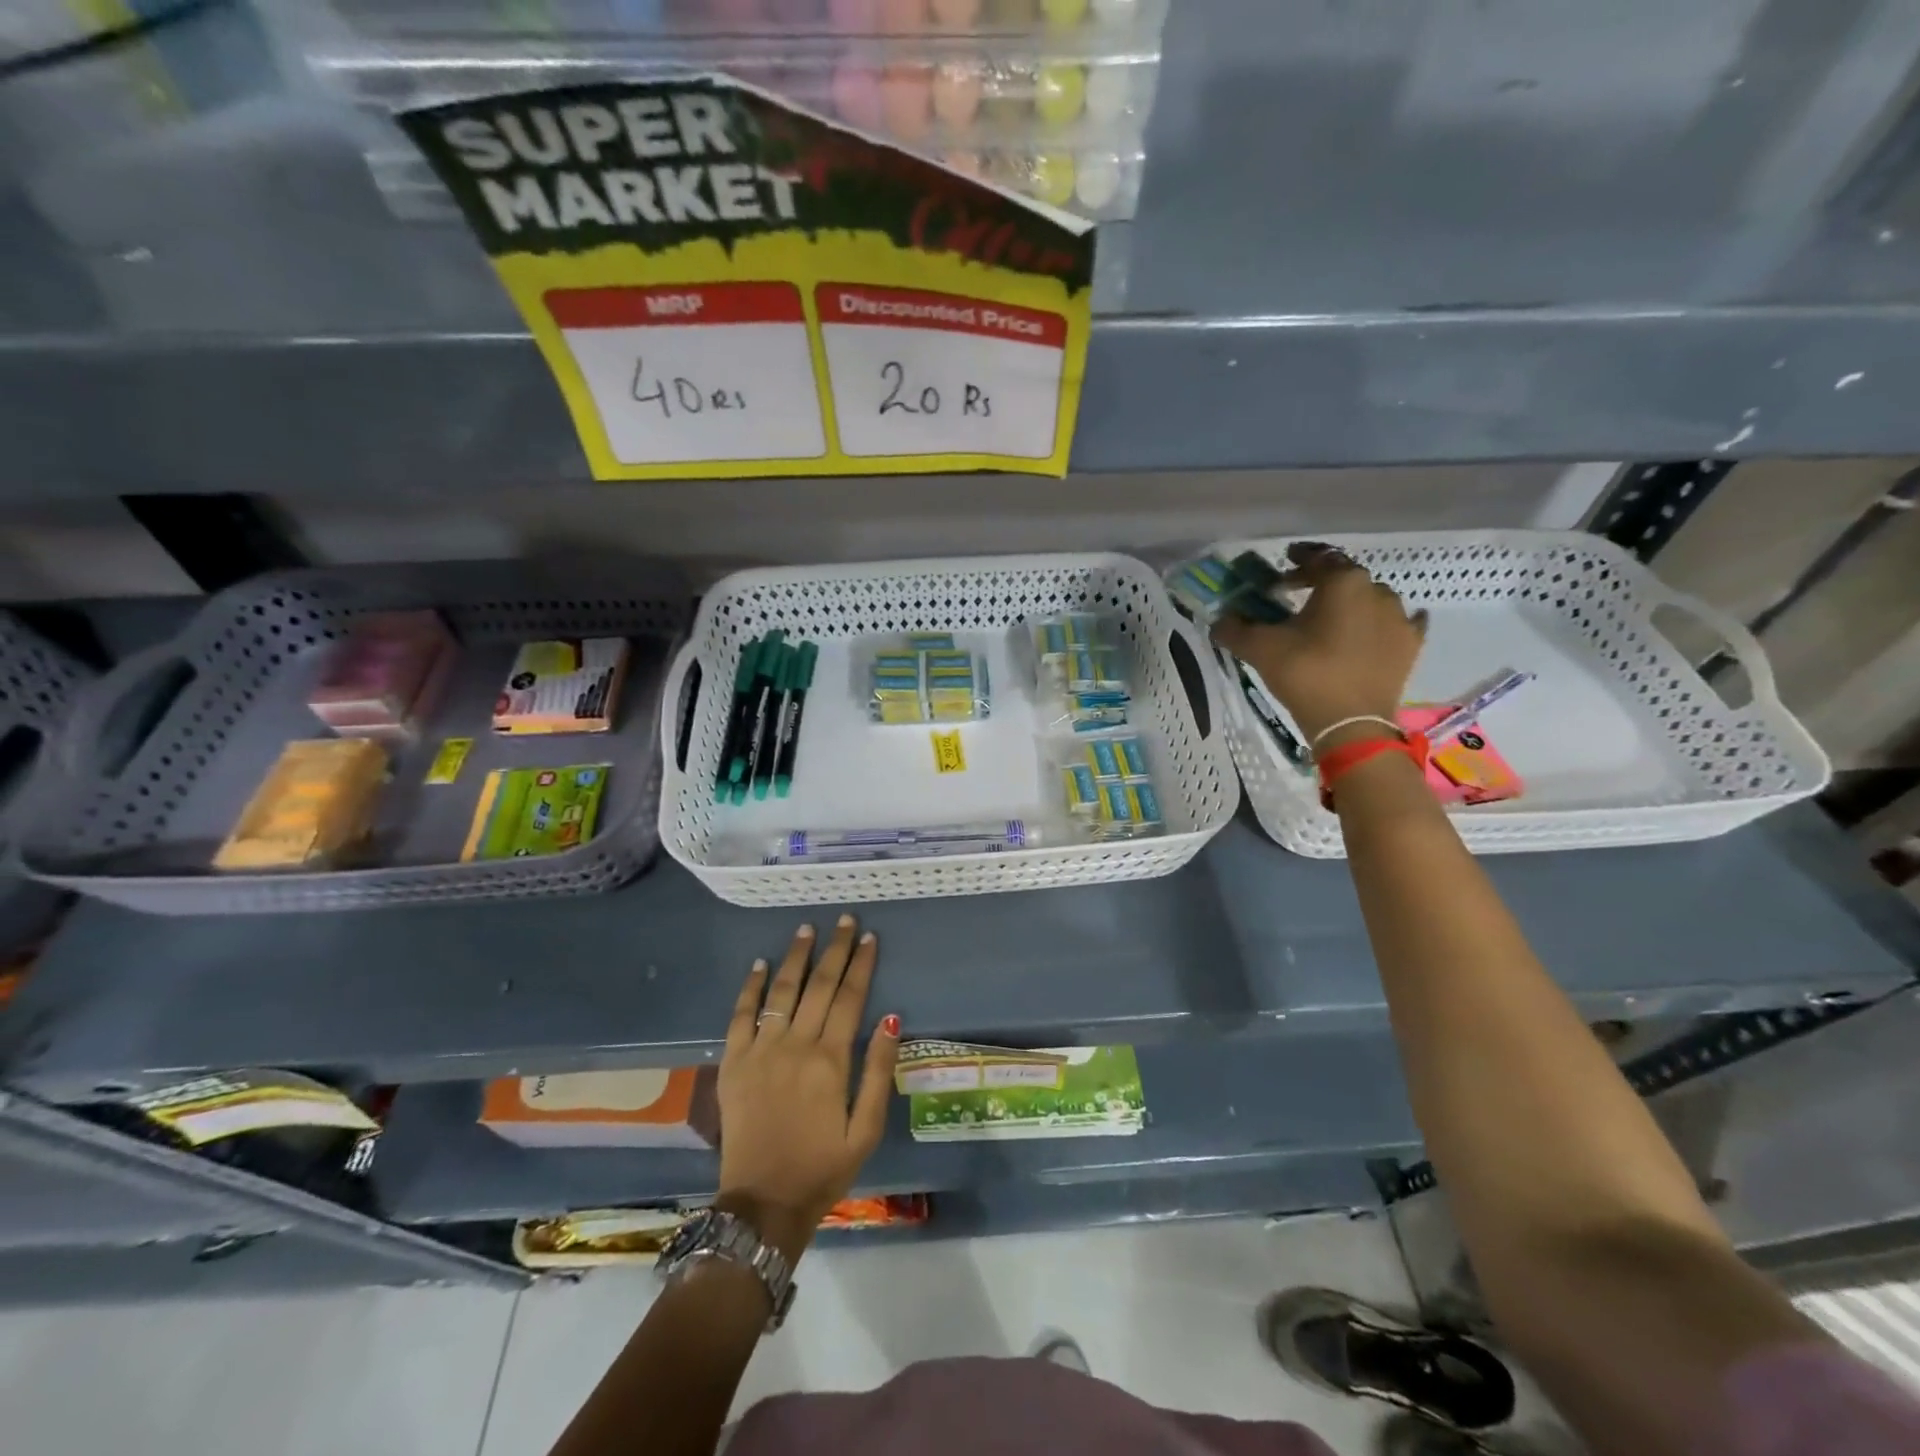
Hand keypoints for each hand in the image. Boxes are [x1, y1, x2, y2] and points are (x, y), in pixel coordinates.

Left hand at [715, 916, 899, 1261]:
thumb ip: (879, 1071)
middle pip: (819, 985)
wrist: (763, 1204)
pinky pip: (740, 1016)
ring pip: (781, 992)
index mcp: (830, 1060)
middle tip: (845, 921)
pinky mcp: (733, 1063)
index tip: (869, 937)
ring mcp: (760, 1051)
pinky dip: (750, 988)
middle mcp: (795, 1045)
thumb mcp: (866, 1128)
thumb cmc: (822, 1167)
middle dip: (835, 949)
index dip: (861, 964)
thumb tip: (891, 1018)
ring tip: (806, 929)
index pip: (850, 998)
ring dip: (795, 958)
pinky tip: (759, 965)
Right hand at [1212, 544, 1426, 745]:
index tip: (1284, 563)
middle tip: (1298, 593)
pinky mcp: (1410, 645)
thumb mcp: (1260, 649)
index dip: (1298, 559)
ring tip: (1330, 619)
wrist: (1351, 722)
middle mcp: (1377, 590)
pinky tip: (1374, 630)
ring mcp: (1399, 618)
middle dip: (1321, 582)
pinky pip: (1399, 623)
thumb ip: (1235, 629)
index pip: (1318, 559)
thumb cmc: (1305, 673)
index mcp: (1342, 582)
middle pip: (1345, 577)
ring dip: (1351, 602)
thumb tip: (1218, 620)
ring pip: (1371, 598)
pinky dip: (1382, 623)